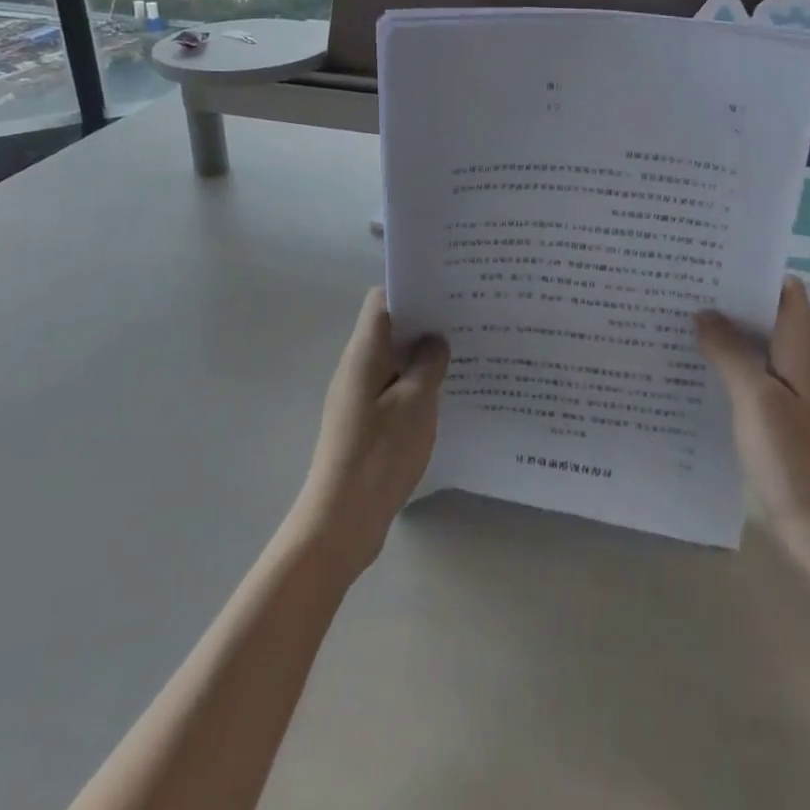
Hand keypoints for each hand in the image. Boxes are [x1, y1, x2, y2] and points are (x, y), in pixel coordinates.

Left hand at [288, 288, 449, 581]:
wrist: (341, 520)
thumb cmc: (379, 454)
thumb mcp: (416, 403)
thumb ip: (428, 364)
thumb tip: (434, 339)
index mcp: (364, 352)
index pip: (382, 300)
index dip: (412, 289)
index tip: (447, 291)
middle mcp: (356, 366)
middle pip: (390, 328)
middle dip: (425, 322)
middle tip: (467, 322)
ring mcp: (358, 395)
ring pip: (393, 360)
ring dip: (423, 356)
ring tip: (465, 355)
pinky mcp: (365, 422)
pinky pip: (393, 388)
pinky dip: (416, 384)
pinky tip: (445, 395)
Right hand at [696, 278, 809, 568]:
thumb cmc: (796, 459)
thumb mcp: (756, 398)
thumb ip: (730, 352)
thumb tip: (704, 314)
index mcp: (802, 348)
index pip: (783, 290)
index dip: (751, 270)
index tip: (708, 260)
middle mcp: (799, 362)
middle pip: (765, 314)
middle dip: (727, 298)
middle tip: (678, 286)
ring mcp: (790, 391)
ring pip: (754, 345)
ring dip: (722, 332)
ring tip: (675, 318)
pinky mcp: (778, 416)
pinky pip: (748, 375)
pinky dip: (724, 364)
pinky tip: (691, 368)